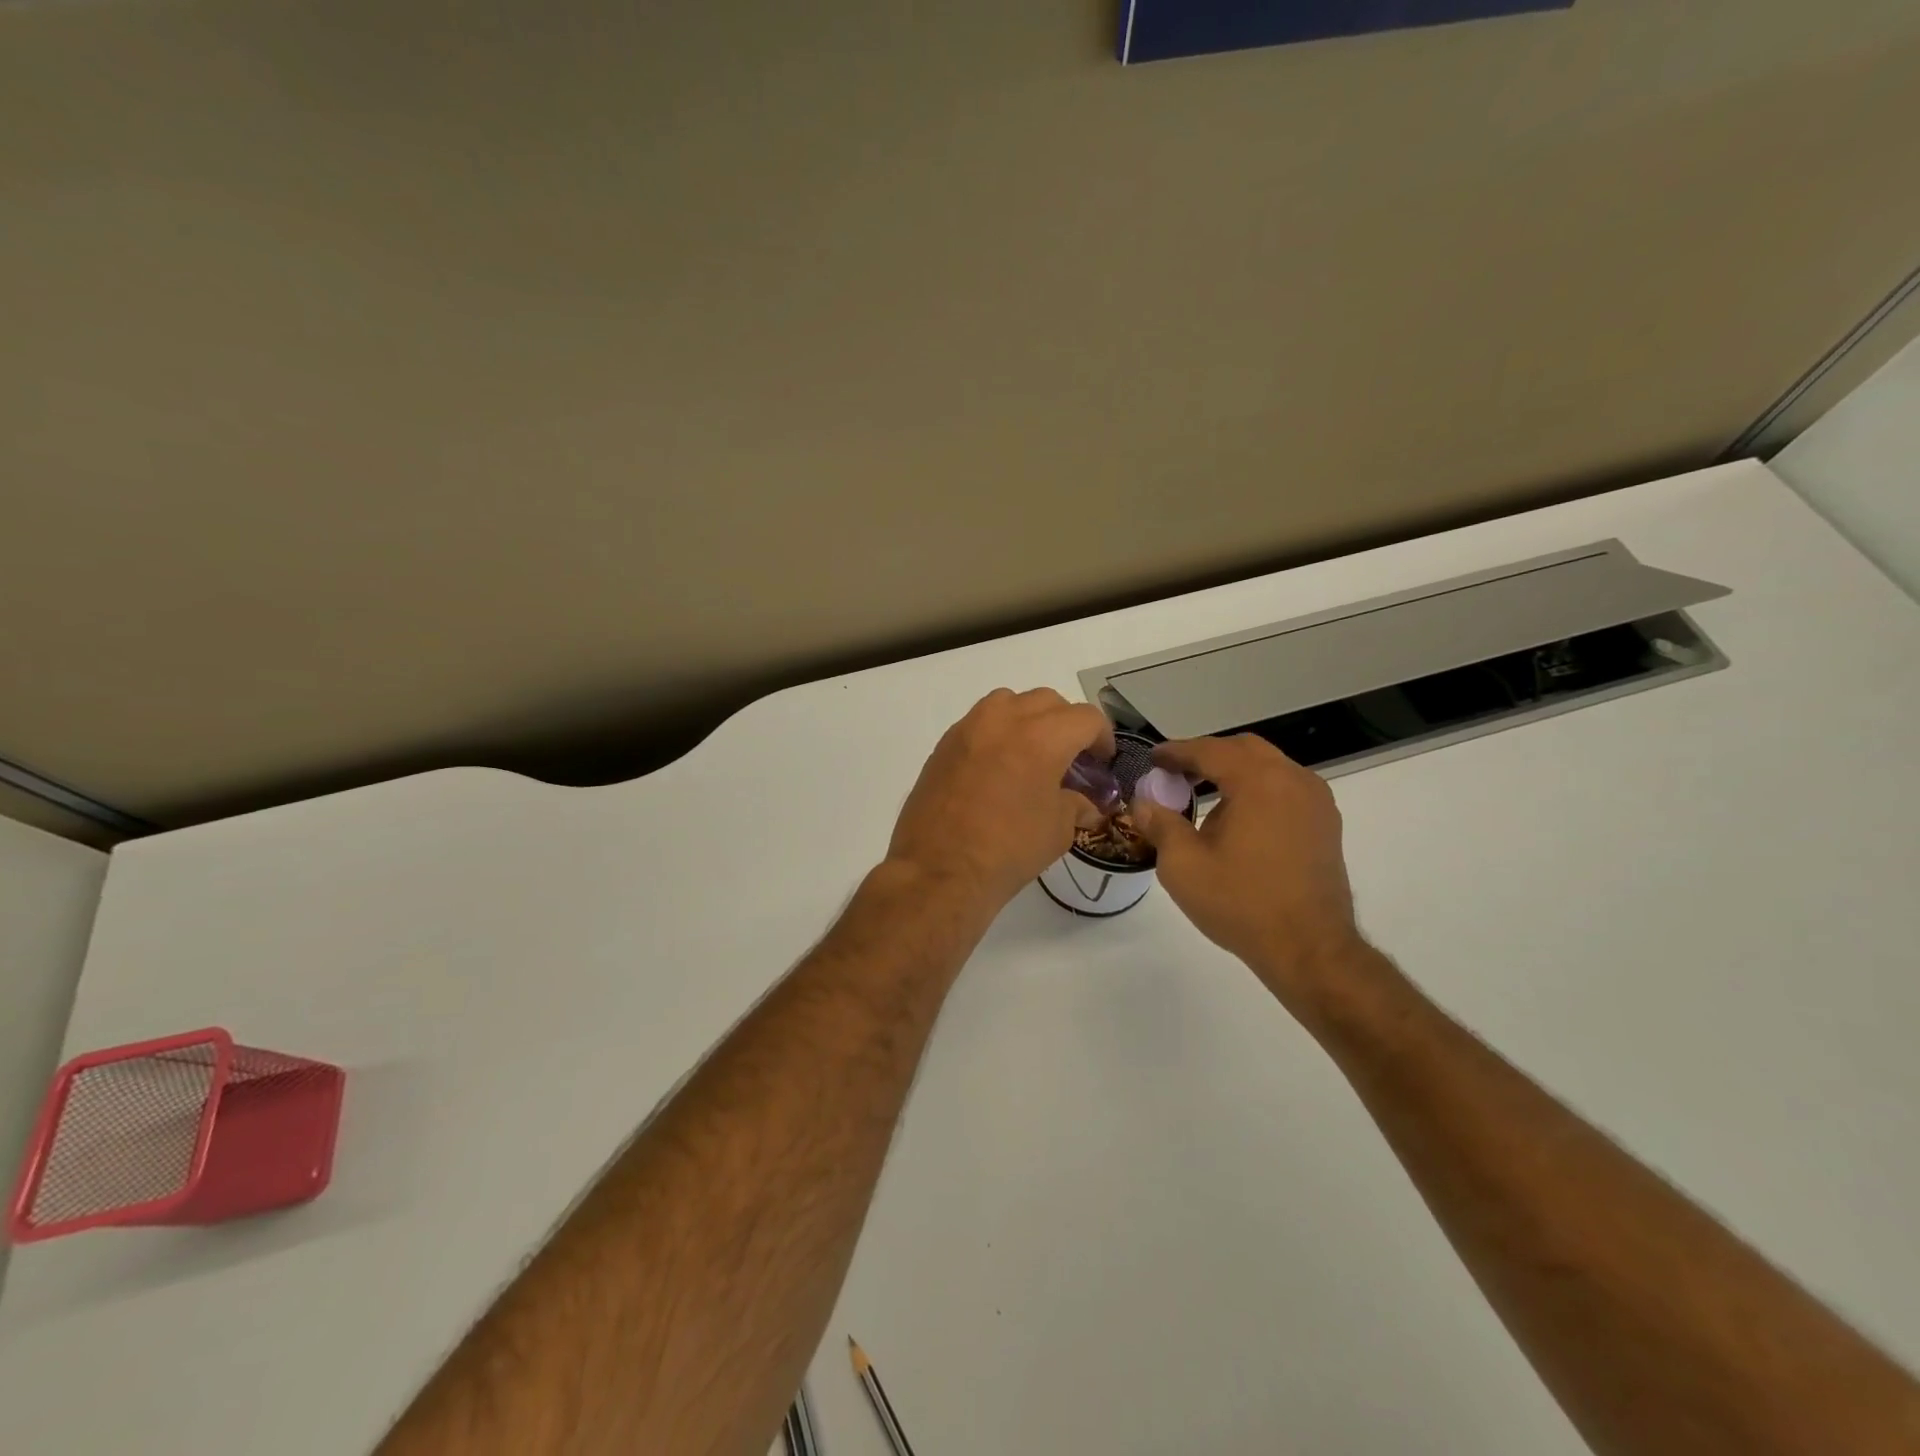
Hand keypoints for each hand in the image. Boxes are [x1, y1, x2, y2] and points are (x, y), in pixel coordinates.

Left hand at [887, 688, 1114, 913]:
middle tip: (1071, 758)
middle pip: (1048, 701)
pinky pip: (980, 722)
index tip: (1101, 761)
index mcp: (1042, 737)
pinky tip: (999, 767)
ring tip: (1032, 754)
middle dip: (1066, 724)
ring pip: (1010, 702)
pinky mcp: (945, 743)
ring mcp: (970, 727)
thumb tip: (1085, 803)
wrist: (939, 869)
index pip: (1085, 718)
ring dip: (1028, 719)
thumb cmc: (1007, 850)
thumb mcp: (1057, 830)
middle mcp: (1005, 719)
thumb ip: (1076, 805)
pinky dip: (998, 733)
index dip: (1102, 737)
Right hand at [1132, 735, 1370, 1010]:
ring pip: (1269, 768)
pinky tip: (1238, 819)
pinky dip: (1257, 790)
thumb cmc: (1241, 902)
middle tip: (1176, 774)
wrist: (1310, 949)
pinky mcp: (1326, 825)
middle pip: (1244, 750)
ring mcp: (1316, 802)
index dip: (1177, 752)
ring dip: (1234, 773)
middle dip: (1207, 756)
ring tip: (1203, 796)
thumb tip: (1144, 803)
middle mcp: (1293, 779)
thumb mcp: (1183, 865)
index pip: (1210, 750)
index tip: (1153, 758)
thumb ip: (1160, 824)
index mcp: (1258, 781)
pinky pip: (1286, 789)